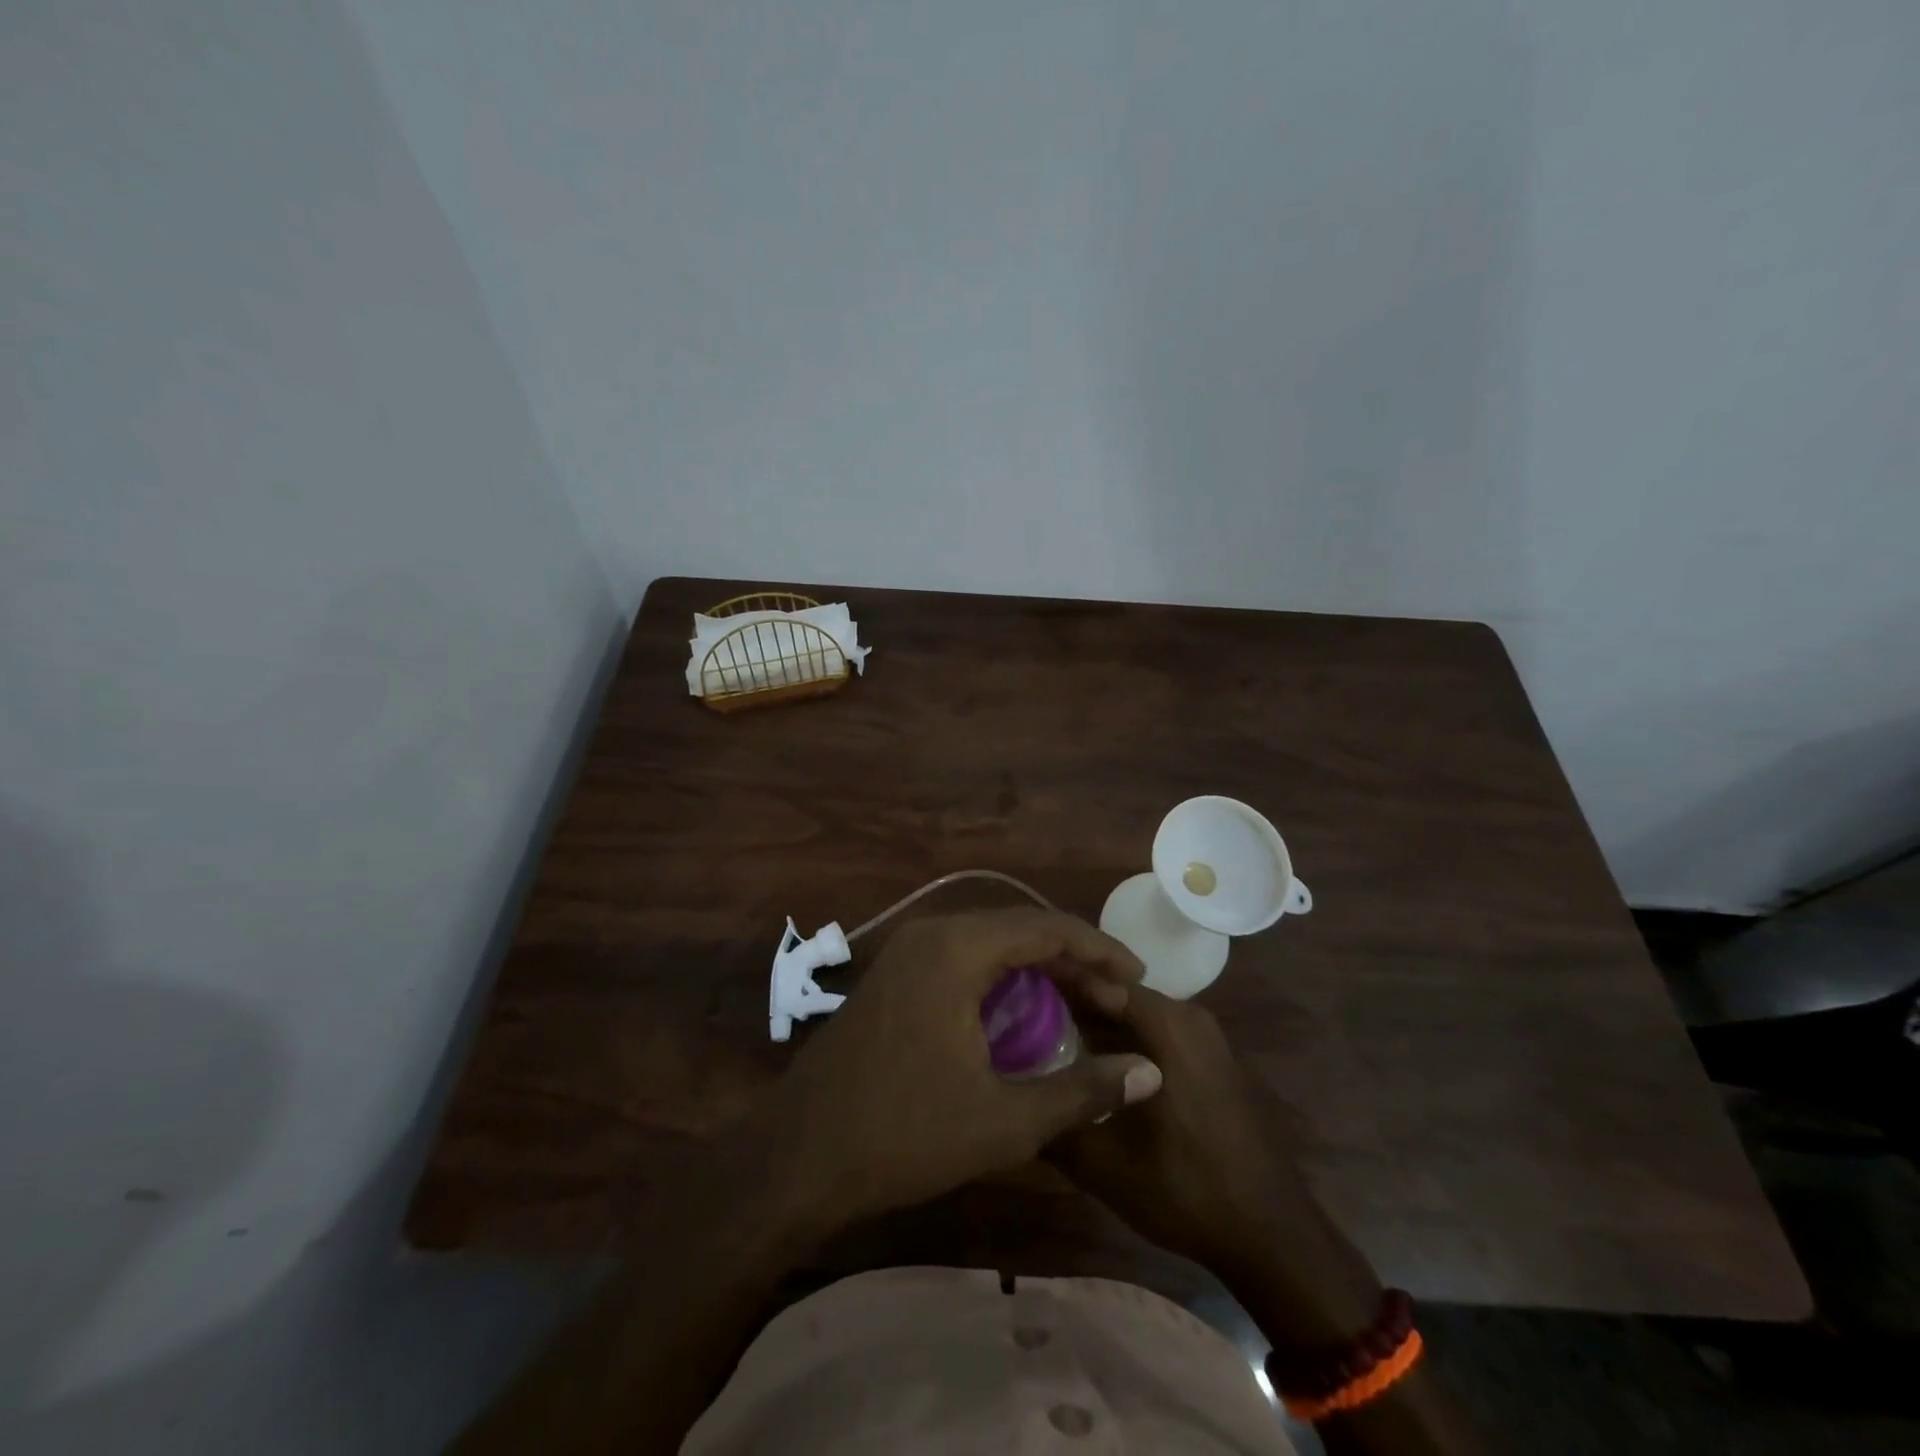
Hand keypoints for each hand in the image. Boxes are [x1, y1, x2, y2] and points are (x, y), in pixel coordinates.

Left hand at [752, 909, 1162, 1240]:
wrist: (799, 1156)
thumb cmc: (904, 1134)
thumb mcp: (1005, 1121)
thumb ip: (1083, 1091)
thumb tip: (1150, 1073)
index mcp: (957, 949)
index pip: (1046, 928)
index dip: (1099, 950)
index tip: (1138, 979)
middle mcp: (931, 933)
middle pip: (1018, 929)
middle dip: (1072, 959)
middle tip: (1114, 997)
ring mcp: (906, 952)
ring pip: (989, 943)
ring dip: (1036, 968)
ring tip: (1080, 1003)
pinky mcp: (894, 975)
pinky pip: (962, 959)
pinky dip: (1001, 979)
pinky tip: (1023, 1015)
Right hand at [1047, 986, 1379, 1340]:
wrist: (1271, 1235)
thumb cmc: (1186, 1189)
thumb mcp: (1103, 1164)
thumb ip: (1052, 1124)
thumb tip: (1012, 1099)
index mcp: (1165, 1023)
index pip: (1095, 980)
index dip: (1052, 983)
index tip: (1013, 995)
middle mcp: (1188, 1016)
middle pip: (1115, 995)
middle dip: (1071, 1007)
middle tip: (1023, 1025)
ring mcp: (1206, 1037)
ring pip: (1136, 1017)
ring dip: (1098, 1028)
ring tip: (1050, 1047)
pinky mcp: (1213, 1060)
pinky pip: (1158, 1036)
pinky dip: (1125, 1044)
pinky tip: (1096, 1072)